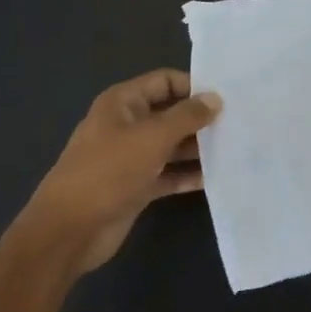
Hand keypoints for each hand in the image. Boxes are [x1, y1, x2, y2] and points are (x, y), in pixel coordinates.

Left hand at [20, 69, 222, 273]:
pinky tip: (218, 177)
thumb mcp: (152, 137)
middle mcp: (127, 125)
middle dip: (201, 119)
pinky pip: (169, 174)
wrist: (69, 230)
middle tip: (240, 124)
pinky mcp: (137, 186)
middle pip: (171, 113)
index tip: (228, 97)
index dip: (194, 86)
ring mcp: (132, 157)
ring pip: (172, 145)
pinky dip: (189, 175)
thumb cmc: (108, 171)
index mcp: (123, 102)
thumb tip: (215, 98)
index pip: (165, 81)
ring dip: (199, 148)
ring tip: (237, 149)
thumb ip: (187, 116)